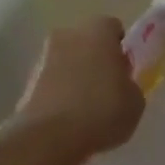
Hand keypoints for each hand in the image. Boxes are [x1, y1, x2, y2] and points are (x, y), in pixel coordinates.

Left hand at [11, 16, 145, 162]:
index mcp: (98, 30)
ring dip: (75, 74)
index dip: (120, 49)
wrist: (50, 136)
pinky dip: (59, 90)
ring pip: (67, 58)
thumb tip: (120, 83)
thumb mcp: (135, 102)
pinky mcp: (29, 78)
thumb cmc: (101, 111)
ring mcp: (44, 54)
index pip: (113, 28)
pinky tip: (67, 116)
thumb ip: (130, 84)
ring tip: (85, 107)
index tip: (124, 72)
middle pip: (87, 40)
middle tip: (106, 88)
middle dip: (96, 58)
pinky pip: (52, 79)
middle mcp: (69, 33)